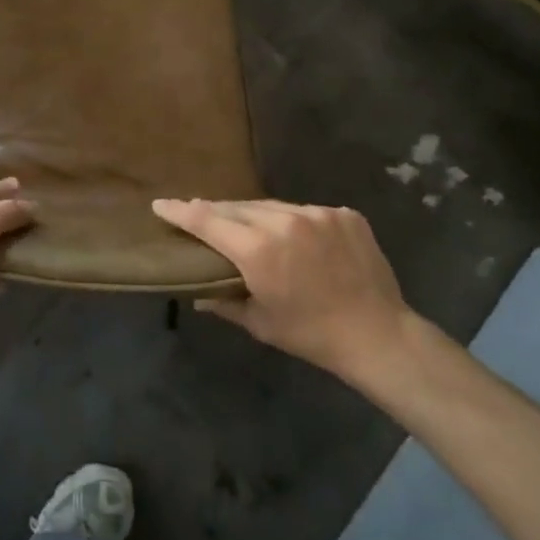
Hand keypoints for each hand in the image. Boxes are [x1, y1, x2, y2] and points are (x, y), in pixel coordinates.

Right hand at [153, 198, 421, 393]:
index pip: (207, 220)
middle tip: (198, 215)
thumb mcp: (260, 323)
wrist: (378, 334)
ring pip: (272, 206)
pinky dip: (292, 221)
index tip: (161, 204)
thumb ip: (224, 302)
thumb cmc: (311, 334)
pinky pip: (305, 211)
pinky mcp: (343, 214)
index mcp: (258, 249)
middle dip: (215, 212)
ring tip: (246, 226)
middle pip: (237, 207)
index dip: (181, 211)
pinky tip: (293, 237)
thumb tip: (198, 295)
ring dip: (254, 215)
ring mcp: (317, 213)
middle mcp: (284, 221)